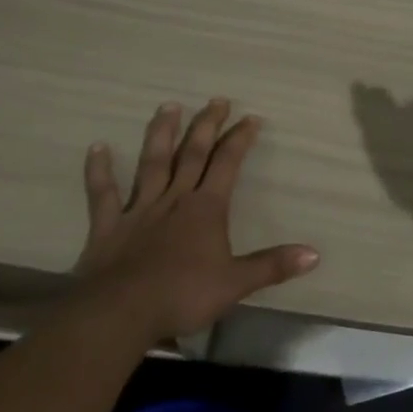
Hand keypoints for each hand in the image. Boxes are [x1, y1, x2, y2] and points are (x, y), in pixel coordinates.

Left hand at [75, 98, 318, 340]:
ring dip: (161, 134)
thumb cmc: (183, 295)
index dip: (240, 139)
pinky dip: (99, 171)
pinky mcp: (109, 226)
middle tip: (216, 100)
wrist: (122, 312)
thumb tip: (315, 254)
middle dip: (207, 125)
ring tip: (168, 106)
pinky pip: (104, 194)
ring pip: (153, 163)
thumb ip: (272, 266)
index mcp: (206, 208)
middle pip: (192, 154)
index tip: (251, 118)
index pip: (227, 164)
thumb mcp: (236, 283)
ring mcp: (140, 209)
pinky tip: (97, 148)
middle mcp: (175, 198)